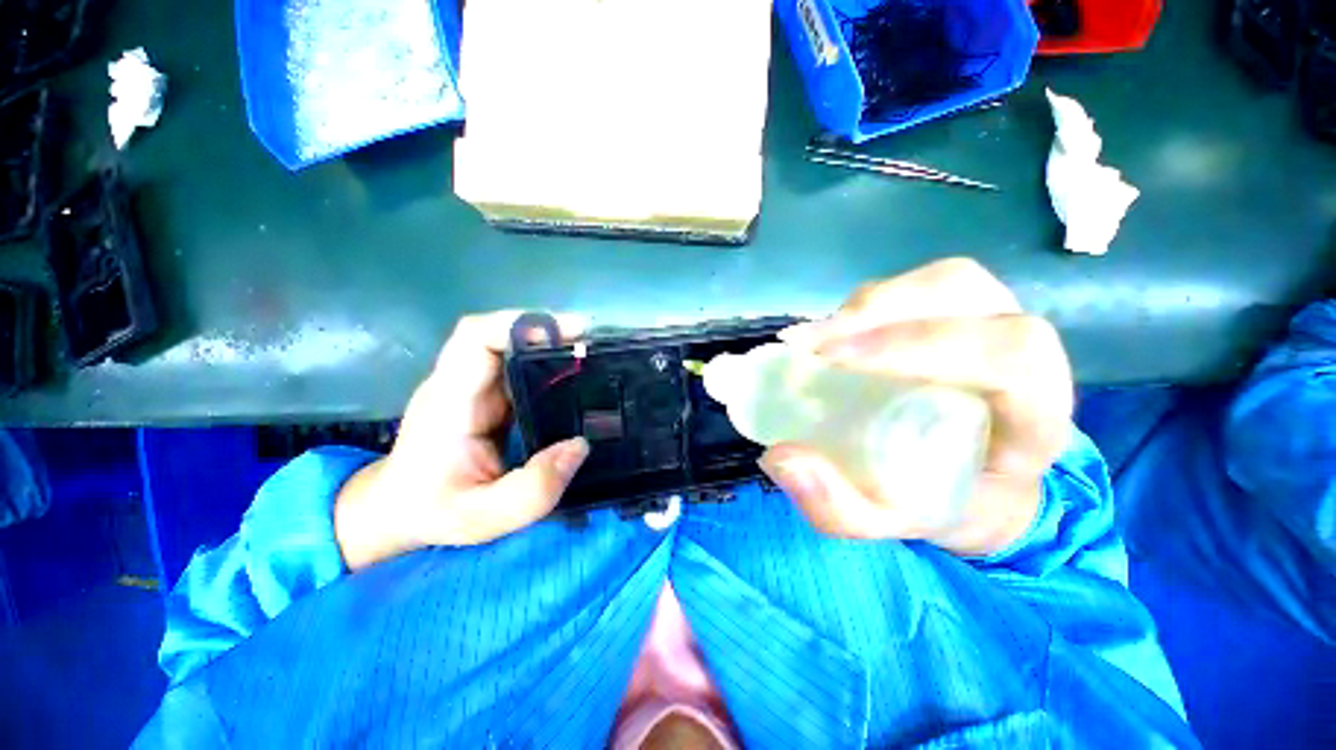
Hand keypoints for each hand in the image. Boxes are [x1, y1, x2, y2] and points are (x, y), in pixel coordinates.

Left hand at [334, 312, 589, 570]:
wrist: (397, 510)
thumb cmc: (433, 511)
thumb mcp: (484, 517)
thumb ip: (532, 489)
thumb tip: (580, 446)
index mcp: (451, 402)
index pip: (476, 339)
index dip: (521, 325)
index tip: (570, 333)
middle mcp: (460, 384)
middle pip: (497, 335)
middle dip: (547, 331)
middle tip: (591, 345)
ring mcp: (472, 387)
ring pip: (508, 347)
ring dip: (548, 345)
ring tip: (589, 357)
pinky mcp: (486, 395)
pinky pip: (516, 367)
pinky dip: (545, 364)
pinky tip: (572, 377)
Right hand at [761, 259, 1073, 556]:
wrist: (973, 484)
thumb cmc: (941, 503)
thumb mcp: (889, 523)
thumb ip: (838, 507)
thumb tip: (780, 459)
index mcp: (1032, 418)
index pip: (1010, 356)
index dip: (921, 345)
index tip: (833, 363)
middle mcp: (1023, 357)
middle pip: (967, 294)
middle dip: (877, 312)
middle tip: (807, 346)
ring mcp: (991, 327)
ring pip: (940, 282)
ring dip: (867, 307)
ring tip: (813, 341)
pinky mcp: (958, 317)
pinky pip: (915, 291)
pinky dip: (864, 309)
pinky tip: (830, 339)